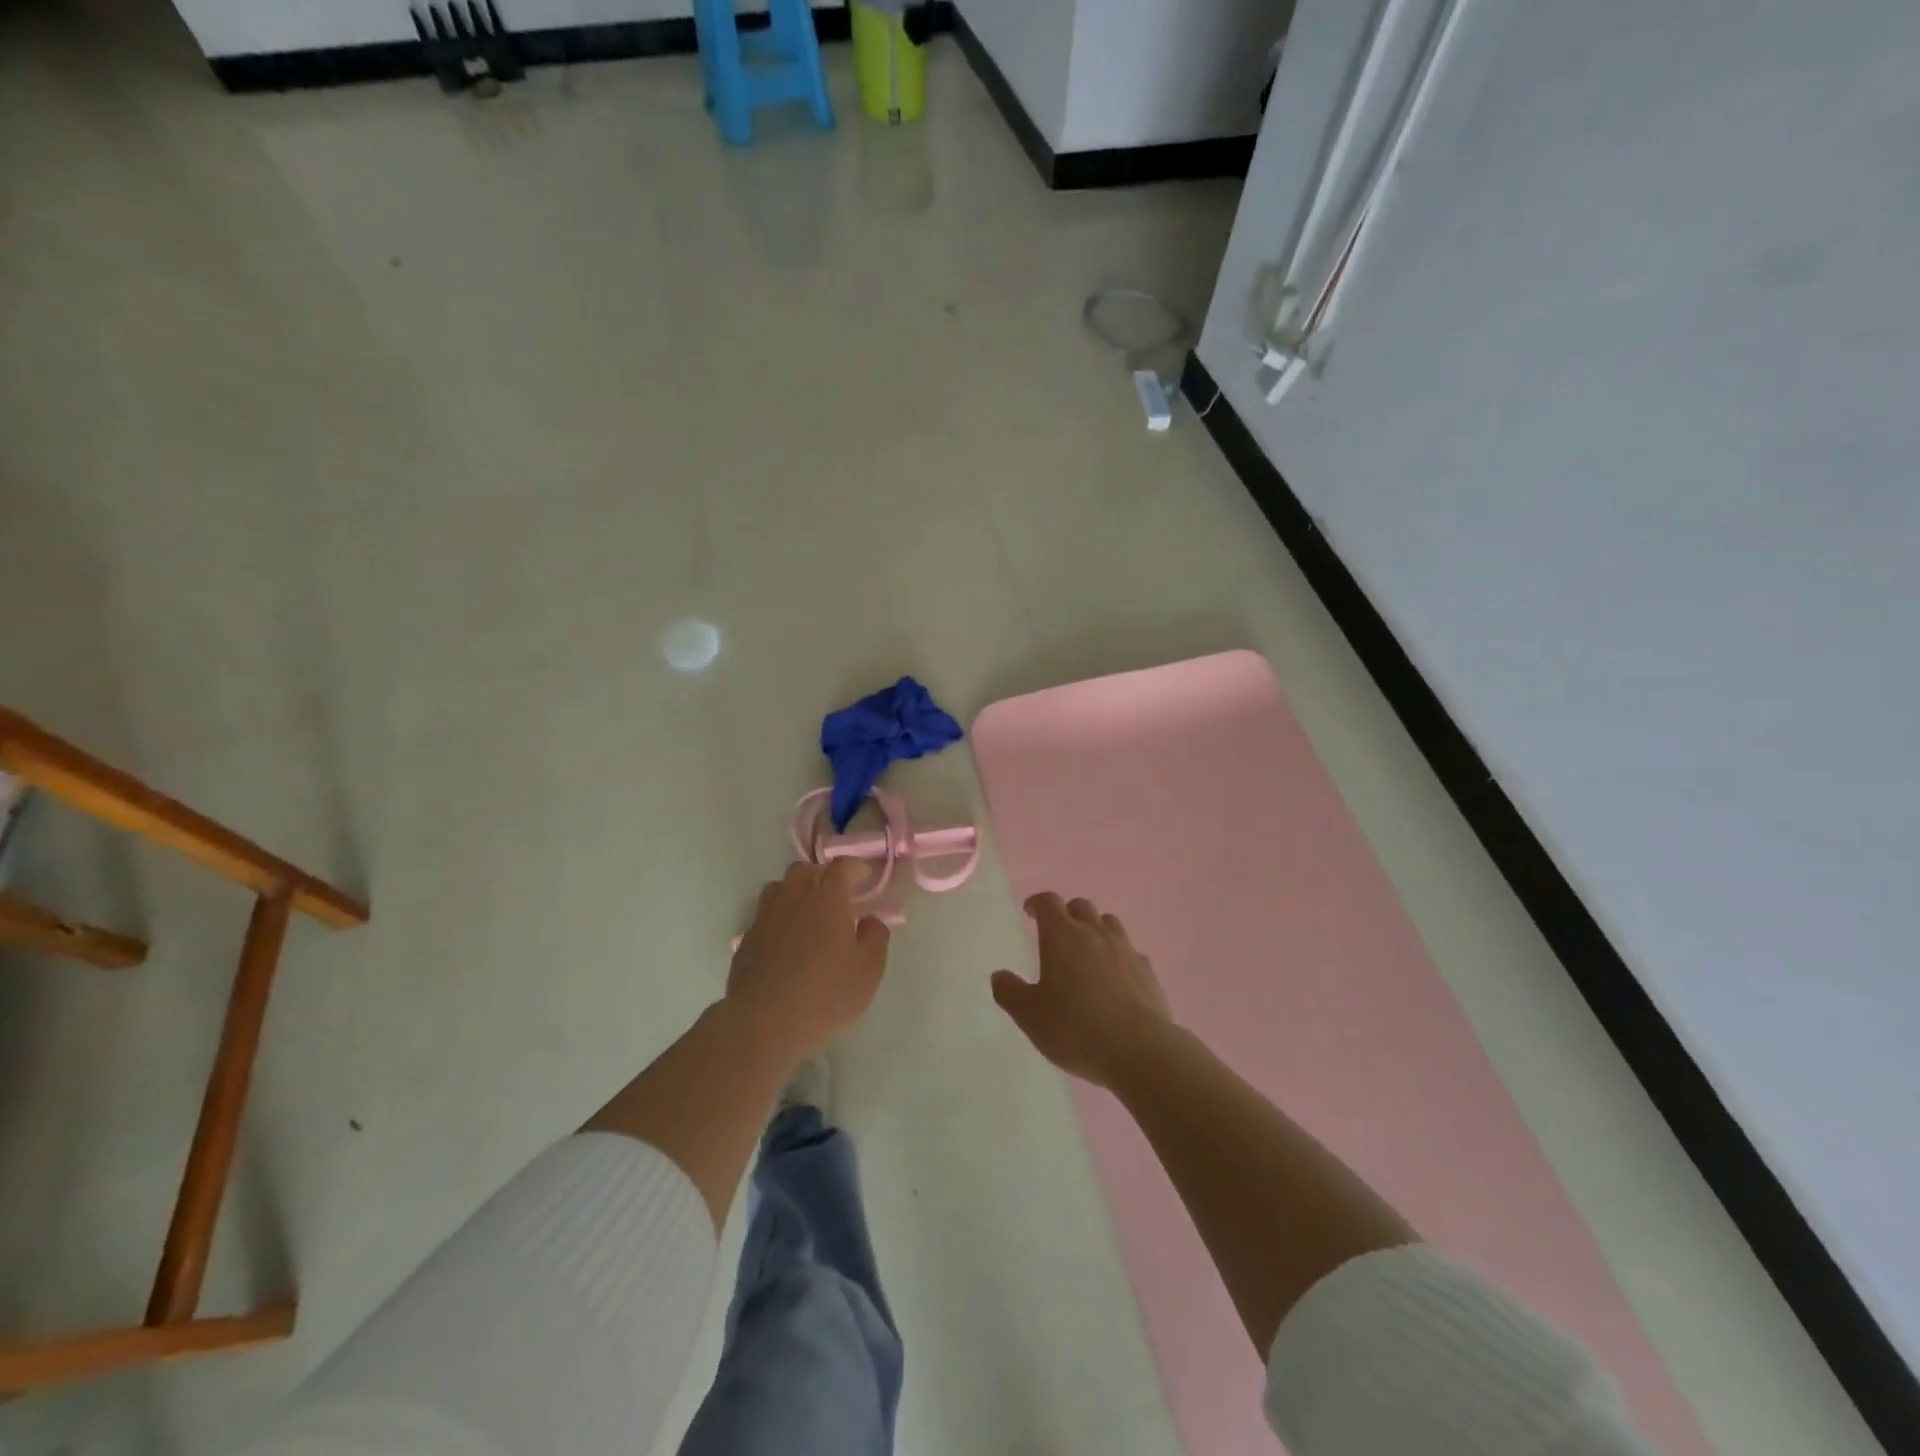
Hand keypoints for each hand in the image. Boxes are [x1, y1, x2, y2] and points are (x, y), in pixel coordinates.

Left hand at [726, 860, 890, 1064]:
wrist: (765, 1023)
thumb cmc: (826, 994)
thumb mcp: (869, 969)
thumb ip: (875, 937)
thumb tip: (869, 920)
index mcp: (827, 898)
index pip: (841, 866)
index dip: (855, 867)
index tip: (864, 877)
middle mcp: (793, 898)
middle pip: (805, 869)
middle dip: (822, 875)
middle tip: (836, 895)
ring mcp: (765, 917)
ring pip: (779, 888)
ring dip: (795, 892)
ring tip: (807, 913)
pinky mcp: (747, 939)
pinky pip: (764, 915)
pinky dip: (777, 918)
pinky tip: (785, 941)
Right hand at [992, 893, 1171, 1088]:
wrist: (1140, 1050)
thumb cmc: (1076, 1028)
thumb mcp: (1030, 1016)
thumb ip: (1010, 993)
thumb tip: (999, 976)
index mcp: (1062, 936)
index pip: (1048, 903)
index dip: (1037, 904)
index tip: (1030, 913)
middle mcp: (1095, 934)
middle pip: (1081, 907)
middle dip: (1067, 914)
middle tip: (1057, 934)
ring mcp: (1126, 950)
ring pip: (1109, 923)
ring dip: (1095, 929)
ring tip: (1088, 950)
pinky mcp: (1148, 971)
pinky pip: (1130, 951)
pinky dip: (1119, 956)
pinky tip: (1116, 977)